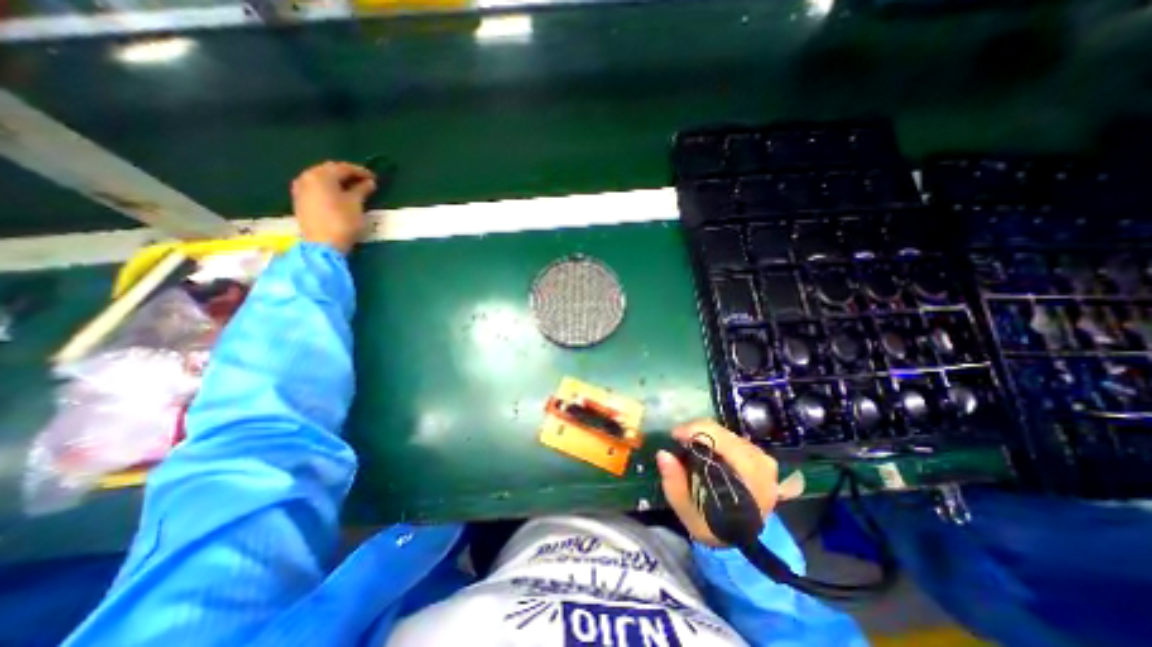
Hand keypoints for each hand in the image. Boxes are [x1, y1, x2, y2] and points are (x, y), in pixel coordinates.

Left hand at [292, 159, 375, 252]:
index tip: (374, 177)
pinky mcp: (300, 200)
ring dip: (337, 181)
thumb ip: (362, 190)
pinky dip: (329, 188)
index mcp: (321, 175)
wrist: (322, 244)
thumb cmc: (342, 222)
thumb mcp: (356, 204)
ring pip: (321, 179)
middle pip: (329, 170)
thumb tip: (369, 182)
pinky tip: (339, 195)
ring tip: (353, 188)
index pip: (343, 167)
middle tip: (364, 181)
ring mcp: (300, 189)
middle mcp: (307, 177)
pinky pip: (316, 187)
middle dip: (347, 174)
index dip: (360, 171)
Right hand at [651, 420, 802, 544]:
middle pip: (724, 434)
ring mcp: (764, 460)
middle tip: (678, 438)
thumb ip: (675, 485)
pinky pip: (733, 437)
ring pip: (728, 433)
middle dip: (697, 431)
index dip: (695, 432)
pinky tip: (704, 446)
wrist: (740, 539)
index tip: (674, 435)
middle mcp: (762, 465)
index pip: (722, 441)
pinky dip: (715, 437)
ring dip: (705, 434)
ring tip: (689, 442)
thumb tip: (663, 454)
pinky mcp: (761, 457)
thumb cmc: (713, 526)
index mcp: (750, 480)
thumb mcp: (688, 512)